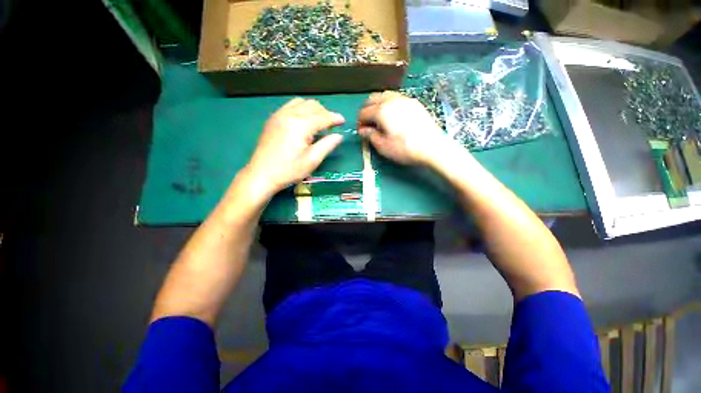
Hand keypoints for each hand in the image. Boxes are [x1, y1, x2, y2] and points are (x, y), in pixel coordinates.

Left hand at [245, 98, 344, 195]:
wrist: (261, 174)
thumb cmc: (289, 170)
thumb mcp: (312, 160)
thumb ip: (327, 145)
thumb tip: (339, 136)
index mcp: (300, 125)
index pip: (322, 117)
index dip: (335, 118)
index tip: (343, 121)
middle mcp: (289, 115)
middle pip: (313, 106)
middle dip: (325, 113)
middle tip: (332, 125)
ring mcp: (279, 115)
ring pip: (302, 103)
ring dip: (314, 110)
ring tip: (319, 122)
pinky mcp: (273, 119)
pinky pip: (291, 106)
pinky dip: (302, 109)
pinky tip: (304, 121)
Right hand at [357, 91, 448, 165]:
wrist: (433, 147)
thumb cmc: (405, 149)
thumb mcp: (383, 146)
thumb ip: (370, 136)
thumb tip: (363, 130)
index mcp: (381, 111)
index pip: (363, 112)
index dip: (359, 123)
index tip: (361, 133)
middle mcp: (391, 100)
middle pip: (372, 99)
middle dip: (366, 110)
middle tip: (367, 124)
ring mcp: (404, 99)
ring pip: (384, 95)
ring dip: (377, 105)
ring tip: (378, 119)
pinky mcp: (414, 103)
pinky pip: (396, 98)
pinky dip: (388, 104)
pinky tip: (392, 116)